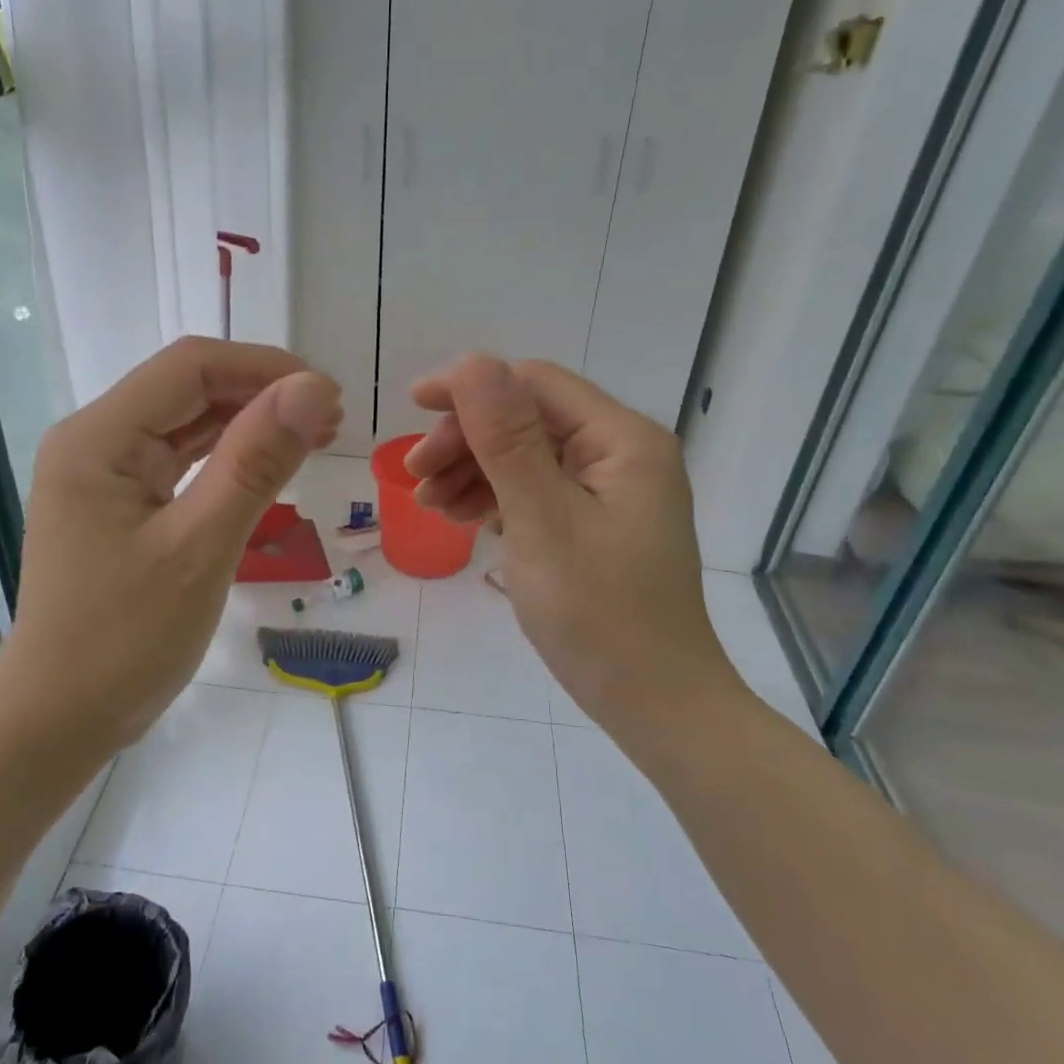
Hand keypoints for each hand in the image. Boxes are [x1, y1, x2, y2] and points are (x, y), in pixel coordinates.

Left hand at [0, 337, 340, 755]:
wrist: (59, 718)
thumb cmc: (125, 639)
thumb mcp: (201, 547)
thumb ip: (255, 462)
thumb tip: (313, 388)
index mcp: (99, 438)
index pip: (191, 367)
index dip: (266, 369)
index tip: (329, 397)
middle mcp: (94, 442)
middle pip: (187, 390)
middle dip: (262, 396)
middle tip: (331, 422)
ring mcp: (103, 474)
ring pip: (186, 425)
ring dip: (249, 425)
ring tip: (315, 437)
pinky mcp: (116, 505)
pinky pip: (177, 463)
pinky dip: (226, 460)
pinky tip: (268, 466)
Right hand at [404, 354, 742, 739]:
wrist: (652, 701)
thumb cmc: (598, 612)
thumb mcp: (542, 521)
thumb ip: (507, 439)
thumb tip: (472, 361)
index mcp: (622, 439)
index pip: (535, 384)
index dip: (470, 388)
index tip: (411, 409)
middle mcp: (620, 453)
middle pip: (528, 420)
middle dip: (467, 440)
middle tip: (415, 477)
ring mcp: (609, 491)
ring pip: (526, 457)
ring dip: (473, 471)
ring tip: (429, 505)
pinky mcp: (595, 524)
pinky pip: (536, 492)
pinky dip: (495, 499)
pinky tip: (462, 517)